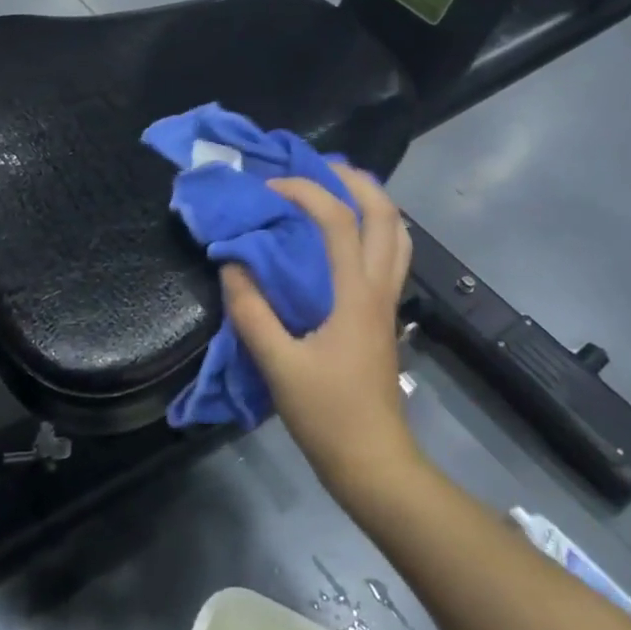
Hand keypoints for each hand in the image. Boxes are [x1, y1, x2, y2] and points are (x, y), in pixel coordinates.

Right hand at [222, 166, 423, 502]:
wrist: (374, 462)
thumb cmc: (327, 415)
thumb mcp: (278, 365)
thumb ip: (251, 312)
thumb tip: (232, 264)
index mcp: (355, 294)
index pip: (338, 220)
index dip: (305, 192)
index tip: (269, 188)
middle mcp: (379, 287)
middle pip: (386, 214)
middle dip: (354, 180)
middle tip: (317, 167)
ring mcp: (388, 301)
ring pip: (398, 233)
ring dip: (372, 200)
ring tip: (336, 189)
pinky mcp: (384, 315)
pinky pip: (391, 254)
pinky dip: (374, 228)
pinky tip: (345, 236)